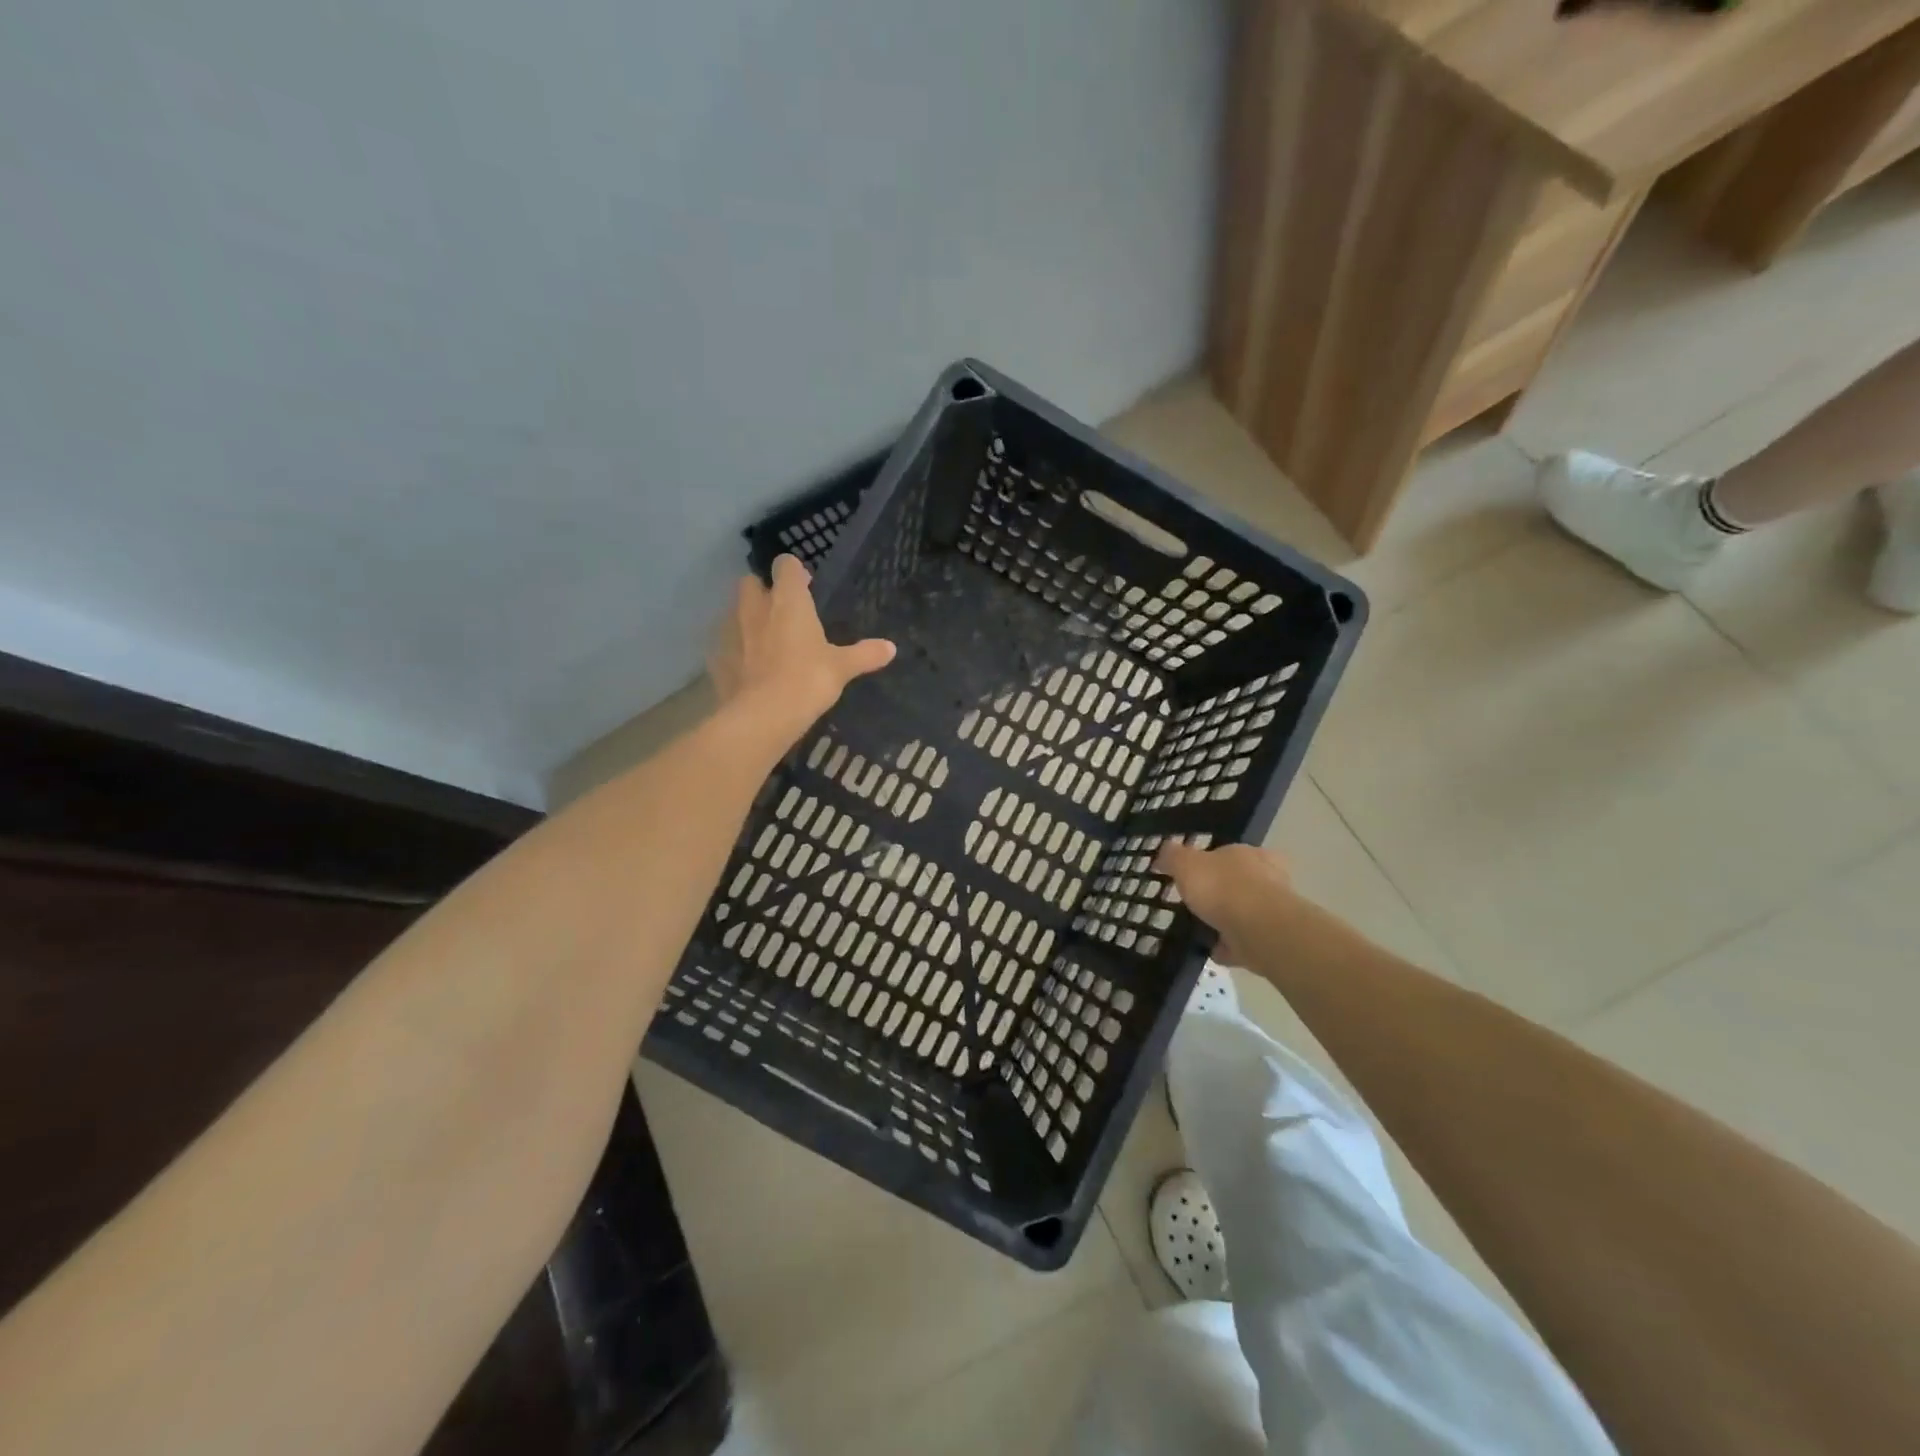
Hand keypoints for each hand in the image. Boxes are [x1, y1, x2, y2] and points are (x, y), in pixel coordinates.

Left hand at [710, 555, 895, 738]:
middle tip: (781, 611)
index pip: (785, 565)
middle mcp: (755, 606)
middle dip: (763, 590)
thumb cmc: (807, 680)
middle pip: (751, 582)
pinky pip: (725, 643)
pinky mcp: (717, 656)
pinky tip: (747, 667)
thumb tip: (891, 648)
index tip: (805, 584)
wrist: (763, 715)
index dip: (794, 571)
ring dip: (746, 618)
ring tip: (764, 640)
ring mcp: (730, 630)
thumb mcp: (842, 668)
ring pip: (734, 611)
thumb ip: (865, 654)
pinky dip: (735, 649)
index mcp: (788, 600)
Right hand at [1156, 840, 1294, 965]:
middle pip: (1239, 883)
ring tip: (1202, 929)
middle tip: (1197, 903)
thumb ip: (1174, 856)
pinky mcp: (1272, 939)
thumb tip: (1165, 850)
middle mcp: (1269, 878)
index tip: (1192, 875)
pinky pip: (1245, 940)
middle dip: (1221, 893)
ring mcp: (1274, 911)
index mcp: (1251, 854)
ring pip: (1245, 912)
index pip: (1229, 853)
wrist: (1260, 930)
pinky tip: (1212, 950)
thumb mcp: (1186, 864)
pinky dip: (1230, 946)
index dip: (1210, 862)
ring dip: (1226, 921)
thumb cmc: (1223, 887)